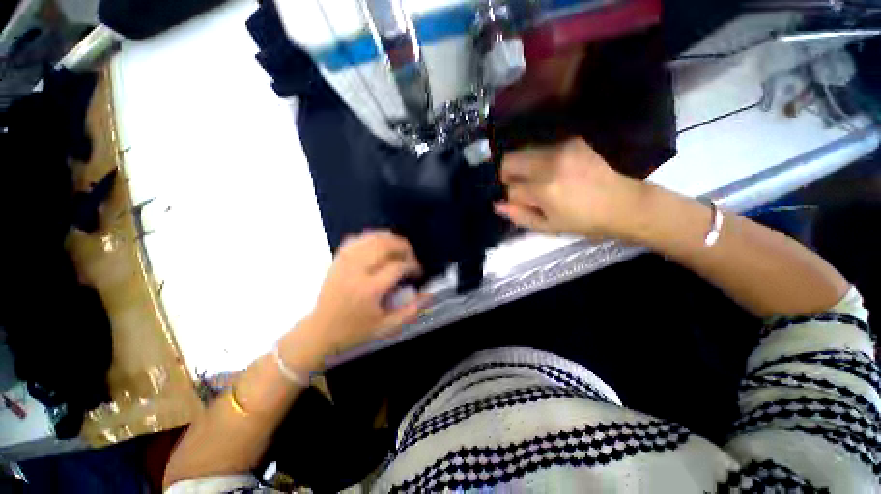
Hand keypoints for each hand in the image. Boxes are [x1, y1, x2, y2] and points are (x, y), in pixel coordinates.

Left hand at [301, 231, 426, 357]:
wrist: (320, 332)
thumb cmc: (354, 331)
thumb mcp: (385, 327)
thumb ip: (409, 311)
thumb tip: (427, 295)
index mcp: (369, 290)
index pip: (397, 267)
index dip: (413, 265)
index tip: (418, 271)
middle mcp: (356, 272)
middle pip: (384, 245)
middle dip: (403, 246)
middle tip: (410, 256)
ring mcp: (344, 264)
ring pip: (370, 239)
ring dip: (389, 239)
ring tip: (398, 248)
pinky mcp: (337, 261)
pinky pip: (355, 240)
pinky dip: (370, 238)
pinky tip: (378, 243)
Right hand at [495, 137, 644, 238]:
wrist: (623, 203)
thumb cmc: (584, 222)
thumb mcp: (548, 226)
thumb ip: (519, 215)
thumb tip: (497, 205)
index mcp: (544, 190)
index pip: (510, 188)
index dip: (509, 196)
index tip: (516, 201)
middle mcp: (549, 164)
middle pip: (509, 161)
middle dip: (506, 174)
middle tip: (518, 187)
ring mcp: (561, 149)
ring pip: (523, 152)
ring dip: (522, 166)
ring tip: (536, 180)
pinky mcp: (571, 141)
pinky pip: (541, 149)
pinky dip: (537, 160)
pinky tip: (551, 171)